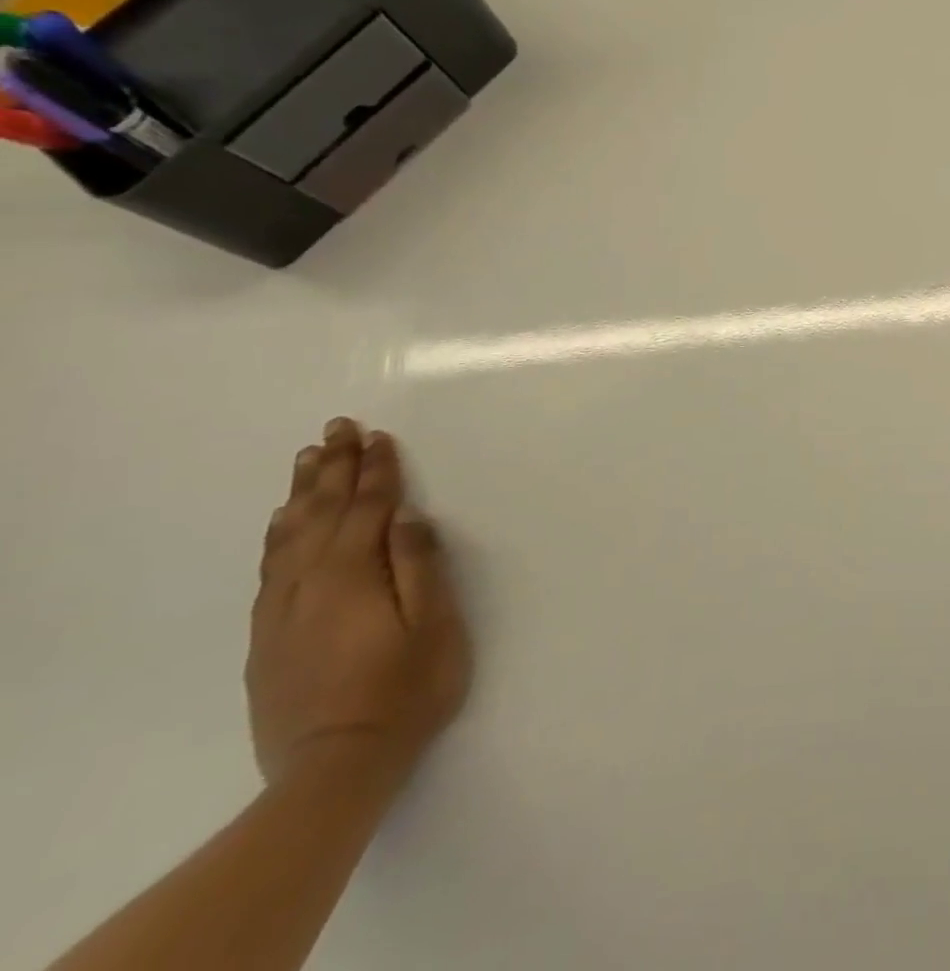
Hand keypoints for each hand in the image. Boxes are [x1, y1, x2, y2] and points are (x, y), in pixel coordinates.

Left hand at [247, 419, 471, 789]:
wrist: (333, 769)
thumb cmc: (405, 690)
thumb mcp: (433, 626)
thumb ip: (419, 566)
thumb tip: (407, 516)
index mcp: (354, 576)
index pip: (368, 508)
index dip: (376, 470)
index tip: (379, 436)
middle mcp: (310, 583)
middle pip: (323, 512)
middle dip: (335, 467)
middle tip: (338, 427)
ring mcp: (283, 610)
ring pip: (290, 535)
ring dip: (304, 492)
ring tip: (309, 457)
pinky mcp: (268, 636)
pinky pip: (271, 566)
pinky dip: (278, 534)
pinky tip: (282, 521)